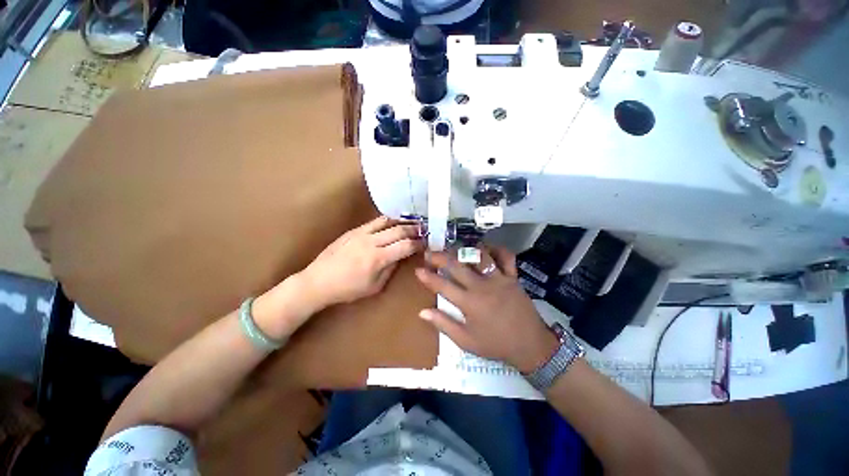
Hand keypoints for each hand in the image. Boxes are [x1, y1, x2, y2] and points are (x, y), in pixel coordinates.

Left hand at [301, 216, 423, 308]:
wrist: (318, 281)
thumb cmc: (347, 289)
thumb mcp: (374, 286)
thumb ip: (390, 269)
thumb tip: (401, 256)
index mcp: (378, 259)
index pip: (405, 246)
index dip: (419, 243)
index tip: (426, 243)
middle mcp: (371, 242)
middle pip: (399, 230)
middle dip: (414, 230)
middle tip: (424, 230)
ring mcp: (361, 233)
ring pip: (388, 222)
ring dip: (402, 221)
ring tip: (412, 223)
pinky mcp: (354, 230)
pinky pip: (375, 221)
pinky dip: (388, 220)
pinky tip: (394, 222)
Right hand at [415, 247, 559, 372]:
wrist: (530, 344)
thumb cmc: (495, 344)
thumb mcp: (466, 341)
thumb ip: (444, 324)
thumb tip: (422, 312)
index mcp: (469, 302)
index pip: (442, 285)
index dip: (428, 277)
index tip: (418, 269)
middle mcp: (481, 286)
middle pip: (457, 265)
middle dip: (440, 257)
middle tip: (429, 252)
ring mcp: (498, 279)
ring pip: (479, 256)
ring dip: (465, 251)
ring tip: (456, 250)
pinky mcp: (512, 277)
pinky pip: (506, 257)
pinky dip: (497, 250)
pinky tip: (487, 249)